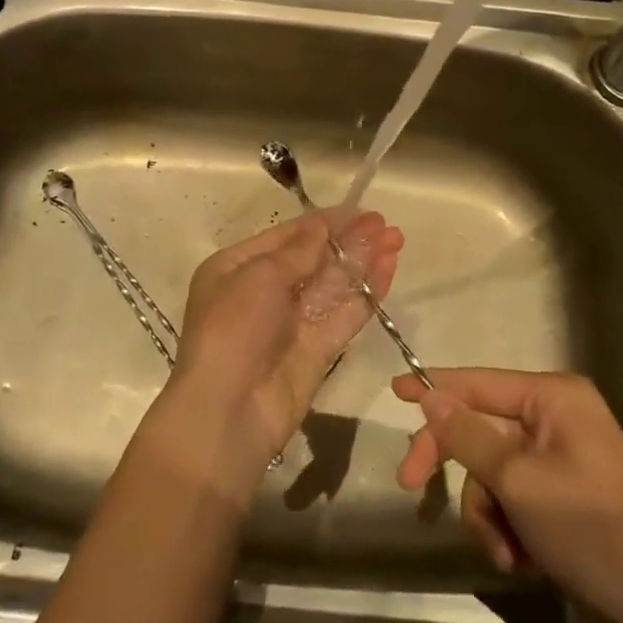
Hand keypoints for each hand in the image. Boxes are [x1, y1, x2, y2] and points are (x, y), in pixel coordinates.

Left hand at [173, 211, 402, 478]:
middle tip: (384, 224)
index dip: (323, 223)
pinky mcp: (317, 351)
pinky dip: (367, 293)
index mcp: (237, 268)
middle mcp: (264, 292)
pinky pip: (344, 315)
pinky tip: (389, 270)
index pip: (287, 237)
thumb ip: (298, 251)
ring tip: (396, 239)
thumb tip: (322, 224)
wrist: (227, 412)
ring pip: (334, 285)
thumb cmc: (233, 329)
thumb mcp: (258, 277)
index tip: (359, 210)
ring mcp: (293, 323)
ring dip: (363, 261)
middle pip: (314, 259)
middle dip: (348, 240)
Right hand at [392, 368, 622, 617]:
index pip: (480, 382)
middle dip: (457, 467)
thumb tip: (429, 397)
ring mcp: (560, 463)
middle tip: (410, 486)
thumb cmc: (590, 530)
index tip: (393, 390)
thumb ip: (468, 436)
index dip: (435, 386)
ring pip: (492, 474)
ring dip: (487, 514)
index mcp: (555, 398)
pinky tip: (522, 562)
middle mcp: (557, 420)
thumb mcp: (519, 481)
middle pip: (482, 431)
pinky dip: (507, 530)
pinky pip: (512, 501)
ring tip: (505, 551)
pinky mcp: (562, 502)